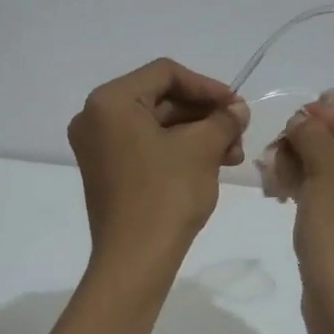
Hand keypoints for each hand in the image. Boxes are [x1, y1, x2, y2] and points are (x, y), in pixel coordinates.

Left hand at [67, 59, 247, 264]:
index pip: (165, 73)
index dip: (207, 87)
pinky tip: (211, 164)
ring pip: (156, 125)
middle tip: (239, 134)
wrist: (135, 259)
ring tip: (232, 155)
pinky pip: (145, 146)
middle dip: (204, 115)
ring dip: (196, 134)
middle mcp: (94, 117)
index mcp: (110, 101)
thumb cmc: (166, 195)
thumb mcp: (202, 149)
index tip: (237, 107)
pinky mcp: (105, 170)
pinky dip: (177, 150)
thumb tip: (236, 110)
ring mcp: (97, 146)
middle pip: (160, 99)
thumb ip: (223, 119)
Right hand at [277, 101, 333, 306]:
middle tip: (282, 145)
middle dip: (318, 149)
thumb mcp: (327, 170)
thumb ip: (315, 135)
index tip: (293, 117)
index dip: (328, 120)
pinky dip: (327, 198)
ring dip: (316, 172)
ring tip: (280, 170)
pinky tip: (293, 193)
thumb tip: (303, 121)